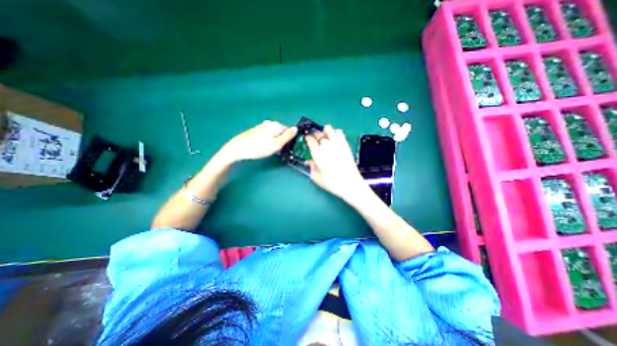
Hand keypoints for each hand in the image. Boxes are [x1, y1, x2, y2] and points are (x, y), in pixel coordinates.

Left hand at [221, 120, 297, 163]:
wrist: (238, 148)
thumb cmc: (259, 148)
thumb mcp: (277, 144)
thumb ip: (288, 136)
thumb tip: (296, 129)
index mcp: (276, 125)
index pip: (290, 130)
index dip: (290, 140)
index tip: (286, 148)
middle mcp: (270, 123)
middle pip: (282, 132)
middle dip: (282, 140)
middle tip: (278, 151)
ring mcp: (262, 126)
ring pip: (275, 134)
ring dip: (275, 141)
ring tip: (270, 150)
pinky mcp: (256, 130)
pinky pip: (268, 135)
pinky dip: (269, 140)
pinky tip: (263, 147)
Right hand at [305, 125, 367, 202]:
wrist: (350, 183)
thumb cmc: (332, 182)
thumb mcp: (317, 177)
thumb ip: (311, 167)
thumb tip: (309, 162)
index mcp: (317, 153)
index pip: (310, 139)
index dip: (308, 138)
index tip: (308, 139)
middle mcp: (326, 145)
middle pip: (318, 133)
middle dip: (315, 135)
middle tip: (316, 140)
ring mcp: (336, 143)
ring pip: (328, 128)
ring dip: (325, 131)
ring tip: (326, 138)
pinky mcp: (345, 144)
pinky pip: (339, 132)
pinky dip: (335, 133)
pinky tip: (335, 139)